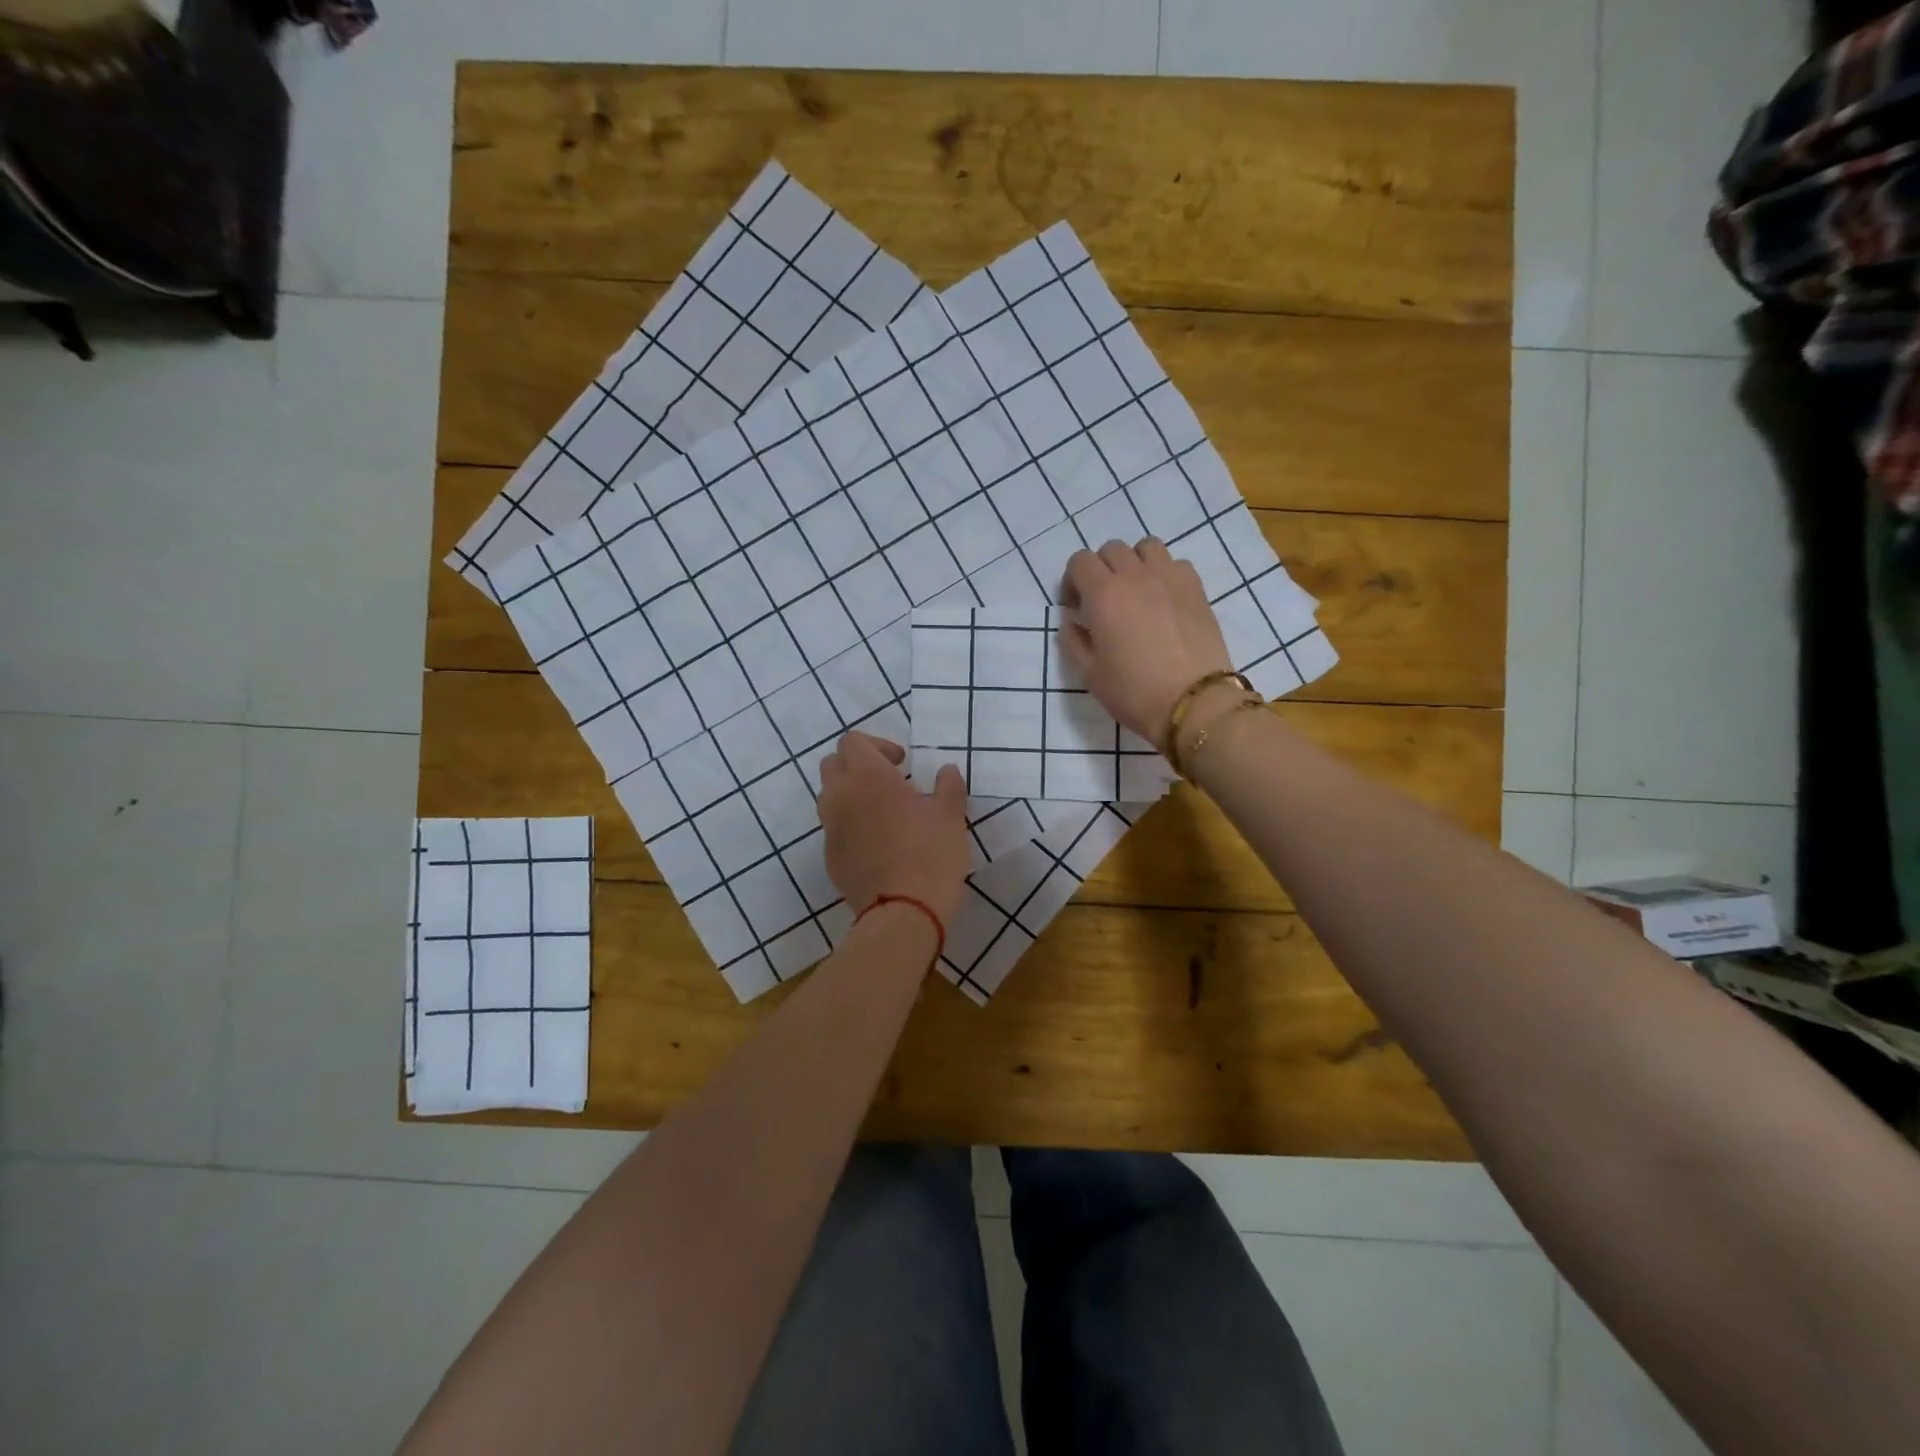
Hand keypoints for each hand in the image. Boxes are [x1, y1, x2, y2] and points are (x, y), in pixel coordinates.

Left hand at [817, 732, 969, 925]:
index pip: (852, 741)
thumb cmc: (931, 855)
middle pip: (833, 764)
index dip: (877, 745)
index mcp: (869, 777)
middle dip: (856, 765)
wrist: (903, 912)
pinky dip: (850, 825)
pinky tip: (877, 844)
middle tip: (888, 782)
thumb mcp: (951, 816)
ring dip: (850, 794)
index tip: (901, 764)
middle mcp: (841, 796)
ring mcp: (831, 829)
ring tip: (881, 812)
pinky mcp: (830, 857)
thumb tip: (946, 770)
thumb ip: (948, 786)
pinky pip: (834, 829)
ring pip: (829, 797)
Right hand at [1061, 538, 1237, 749]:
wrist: (1192, 703)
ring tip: (1135, 591)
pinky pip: (1176, 563)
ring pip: (1146, 547)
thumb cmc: (1133, 692)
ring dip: (1135, 562)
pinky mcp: (1196, 589)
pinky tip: (1164, 599)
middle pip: (1111, 549)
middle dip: (1100, 569)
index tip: (1075, 608)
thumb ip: (1073, 641)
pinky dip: (1165, 573)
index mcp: (1104, 594)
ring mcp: (1170, 578)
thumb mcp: (1089, 674)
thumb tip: (1072, 622)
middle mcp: (1136, 576)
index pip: (1079, 561)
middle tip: (1103, 601)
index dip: (1072, 581)